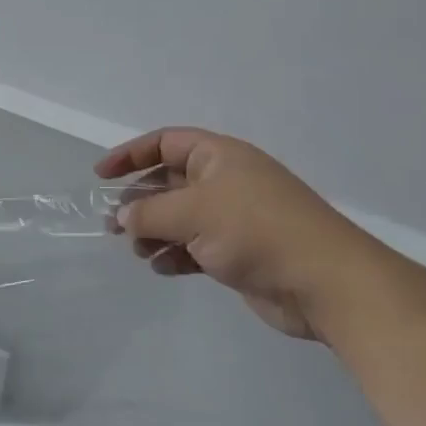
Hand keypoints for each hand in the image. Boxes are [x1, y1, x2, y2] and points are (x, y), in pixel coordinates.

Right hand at [97, 127, 388, 339]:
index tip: (101, 175)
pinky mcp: (239, 253)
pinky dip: (175, 255)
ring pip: (180, 217)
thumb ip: (150, 213)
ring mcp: (233, 218)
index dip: (131, 154)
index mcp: (219, 156)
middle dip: (139, 201)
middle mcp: (225, 181)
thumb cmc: (256, 231)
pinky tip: (161, 269)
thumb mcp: (193, 213)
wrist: (325, 283)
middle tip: (112, 223)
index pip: (165, 142)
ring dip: (154, 231)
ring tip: (136, 250)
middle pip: (169, 181)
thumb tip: (123, 216)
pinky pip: (195, 247)